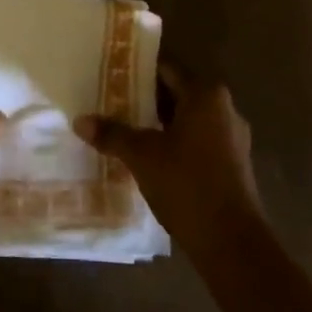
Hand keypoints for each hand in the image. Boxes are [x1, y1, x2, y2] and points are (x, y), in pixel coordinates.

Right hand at [74, 65, 266, 262]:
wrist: (232, 242)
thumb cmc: (187, 184)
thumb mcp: (142, 156)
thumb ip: (112, 134)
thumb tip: (79, 120)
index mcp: (205, 95)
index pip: (166, 69)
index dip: (136, 70)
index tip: (110, 74)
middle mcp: (224, 108)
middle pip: (176, 93)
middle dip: (144, 98)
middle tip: (109, 101)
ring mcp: (232, 137)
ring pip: (187, 119)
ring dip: (158, 123)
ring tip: (124, 128)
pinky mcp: (232, 164)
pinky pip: (197, 140)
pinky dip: (174, 142)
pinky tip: (149, 157)